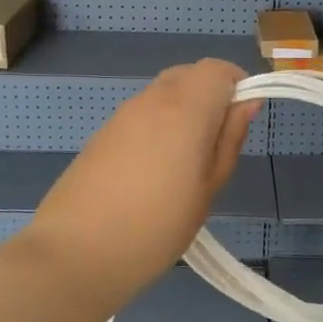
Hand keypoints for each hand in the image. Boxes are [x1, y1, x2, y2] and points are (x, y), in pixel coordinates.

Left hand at [26, 59, 258, 296]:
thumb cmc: (158, 227)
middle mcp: (153, 99)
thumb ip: (229, 138)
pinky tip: (153, 170)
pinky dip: (158, 125)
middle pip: (189, 75)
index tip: (242, 120)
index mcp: (185, 108)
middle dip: (211, 95)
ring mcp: (123, 114)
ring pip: (164, 93)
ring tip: (186, 163)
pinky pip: (142, 113)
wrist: (76, 253)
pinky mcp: (102, 133)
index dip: (236, 85)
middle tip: (217, 143)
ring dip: (184, 110)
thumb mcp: (209, 188)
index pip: (218, 69)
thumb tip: (246, 102)